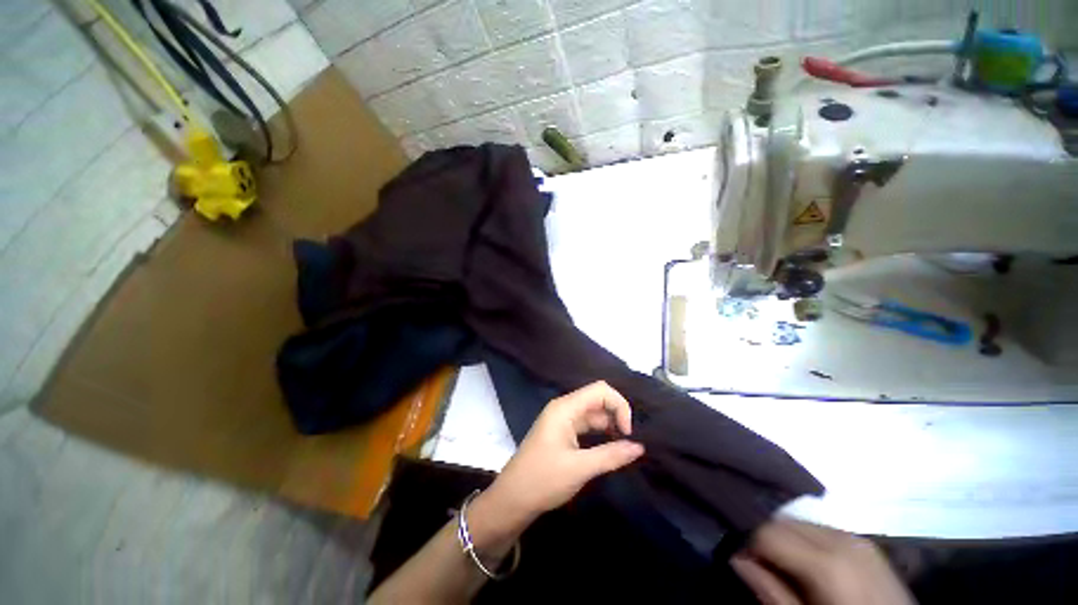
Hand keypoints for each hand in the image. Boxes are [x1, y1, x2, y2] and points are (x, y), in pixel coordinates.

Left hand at [477, 381, 644, 528]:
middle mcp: (564, 408)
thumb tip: (639, 447)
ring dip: (609, 426)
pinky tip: (610, 448)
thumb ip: (611, 455)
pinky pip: (585, 426)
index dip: (619, 405)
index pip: (600, 390)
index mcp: (565, 408)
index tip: (628, 432)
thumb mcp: (580, 468)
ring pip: (592, 414)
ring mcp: (562, 420)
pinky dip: (600, 434)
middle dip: (616, 415)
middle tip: (629, 442)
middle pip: (597, 399)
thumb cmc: (543, 479)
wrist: (512, 499)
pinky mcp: (561, 433)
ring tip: (624, 446)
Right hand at [731, 518, 914, 604]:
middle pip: (783, 521)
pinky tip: (811, 566)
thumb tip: (736, 559)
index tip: (743, 564)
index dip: (749, 546)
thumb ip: (772, 592)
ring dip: (786, 540)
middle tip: (763, 569)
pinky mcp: (866, 542)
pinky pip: (822, 529)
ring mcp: (857, 537)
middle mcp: (841, 538)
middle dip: (767, 540)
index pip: (767, 531)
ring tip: (787, 569)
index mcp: (827, 562)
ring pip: (800, 522)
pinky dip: (807, 541)